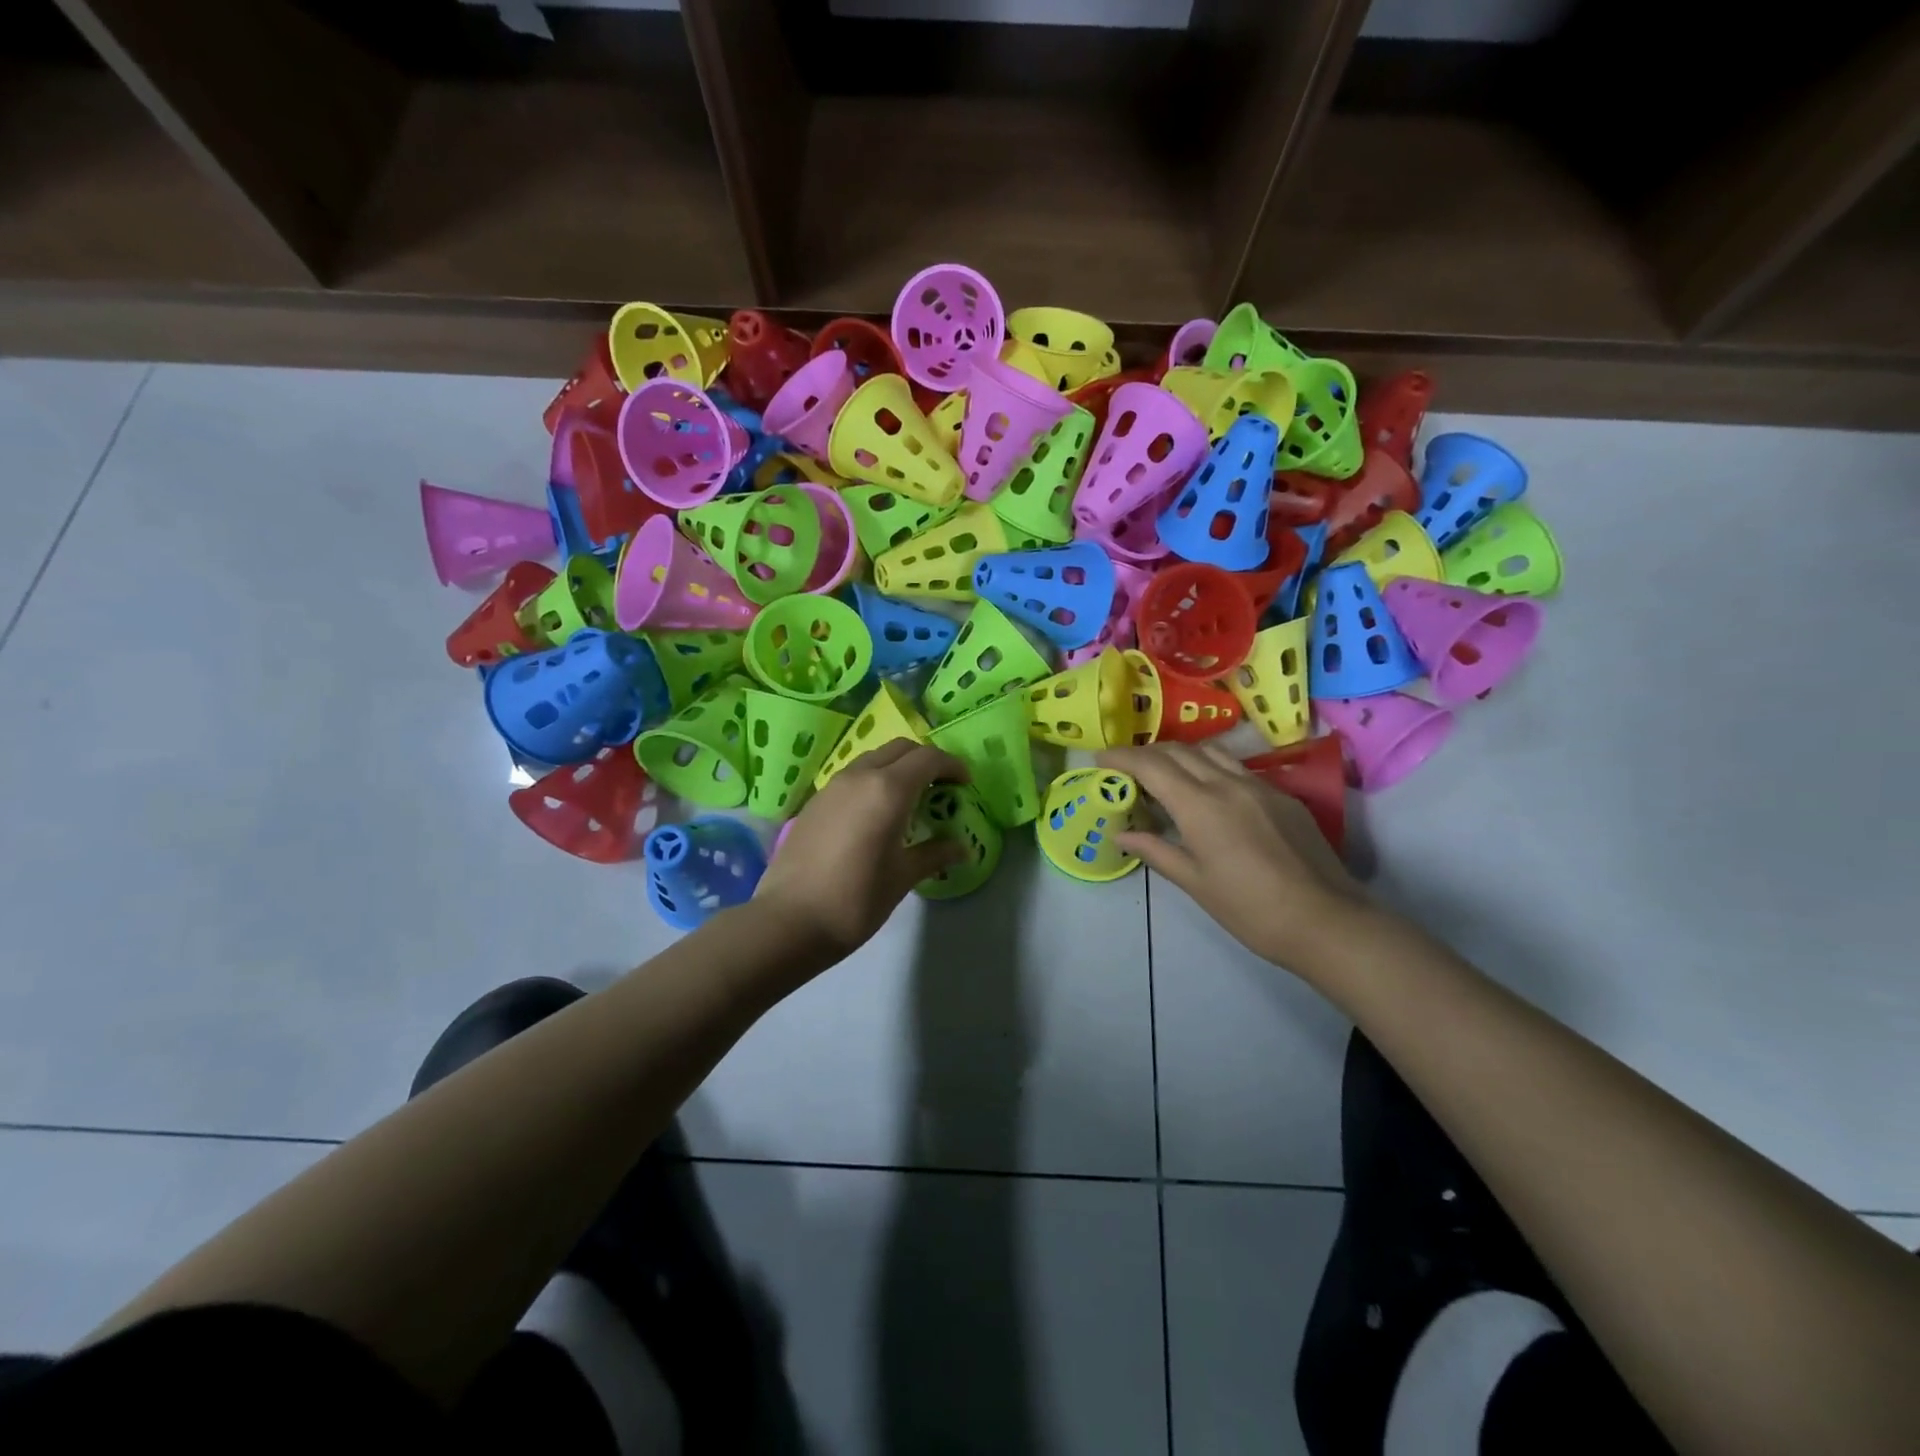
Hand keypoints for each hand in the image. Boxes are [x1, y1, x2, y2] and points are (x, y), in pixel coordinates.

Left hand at [753, 740, 968, 958]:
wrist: (789, 920)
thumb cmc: (856, 899)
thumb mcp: (903, 877)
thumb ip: (935, 854)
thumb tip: (962, 848)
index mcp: (888, 790)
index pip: (929, 759)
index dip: (952, 766)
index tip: (965, 784)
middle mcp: (860, 776)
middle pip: (901, 748)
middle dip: (925, 761)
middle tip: (941, 788)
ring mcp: (833, 786)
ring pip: (874, 758)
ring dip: (898, 768)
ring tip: (910, 800)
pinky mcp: (815, 801)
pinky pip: (853, 776)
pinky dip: (874, 780)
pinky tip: (876, 813)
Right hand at [1096, 741, 1368, 972]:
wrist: (1325, 920)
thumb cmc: (1250, 909)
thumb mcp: (1195, 883)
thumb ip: (1156, 851)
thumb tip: (1122, 834)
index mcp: (1200, 805)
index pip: (1151, 766)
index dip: (1121, 758)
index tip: (1099, 760)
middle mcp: (1227, 783)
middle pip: (1178, 750)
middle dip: (1146, 752)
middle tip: (1125, 766)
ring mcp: (1259, 785)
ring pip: (1210, 751)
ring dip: (1179, 754)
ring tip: (1162, 770)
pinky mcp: (1282, 795)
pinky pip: (1236, 767)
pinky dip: (1209, 766)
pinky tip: (1207, 788)